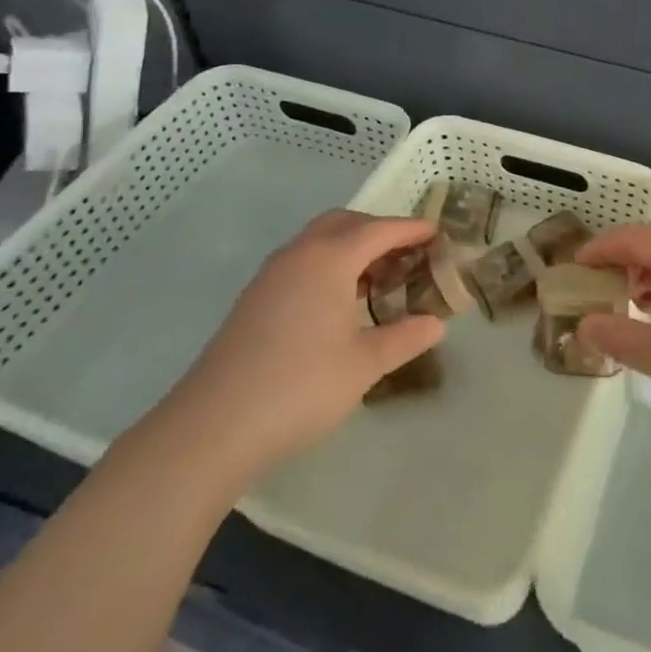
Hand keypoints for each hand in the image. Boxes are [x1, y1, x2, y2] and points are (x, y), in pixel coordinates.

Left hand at [158, 211, 445, 478]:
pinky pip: (302, 262)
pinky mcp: (255, 299)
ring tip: (379, 280)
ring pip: (319, 241)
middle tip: (408, 257)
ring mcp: (271, 275)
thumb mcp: (365, 364)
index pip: (380, 230)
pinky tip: (340, 304)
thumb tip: (436, 323)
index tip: (439, 234)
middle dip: (379, 232)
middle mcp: (299, 254)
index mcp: (330, 258)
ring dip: (352, 248)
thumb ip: (405, 337)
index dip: (412, 229)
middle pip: (346, 223)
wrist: (212, 428)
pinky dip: (329, 266)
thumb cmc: (301, 387)